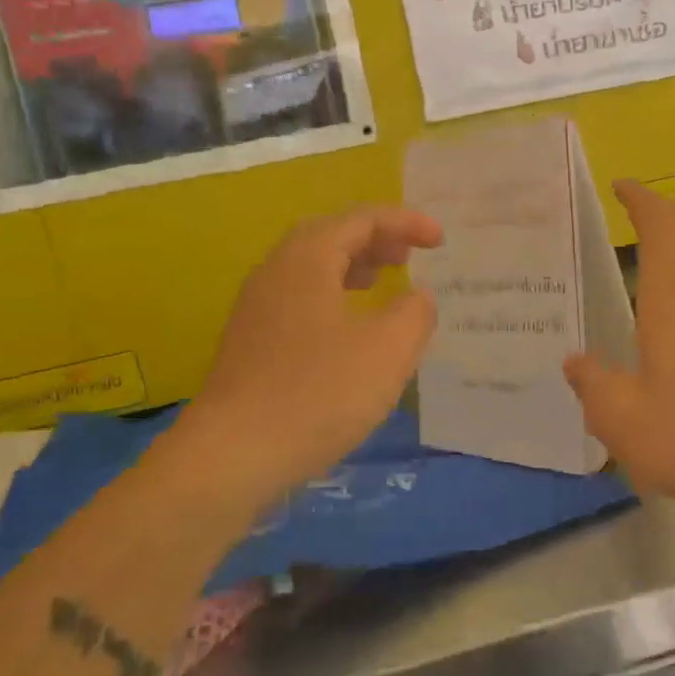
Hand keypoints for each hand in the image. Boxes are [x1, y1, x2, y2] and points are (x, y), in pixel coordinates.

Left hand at [192, 205, 442, 491]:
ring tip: (383, 281)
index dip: (405, 223)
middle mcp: (275, 273)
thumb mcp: (389, 350)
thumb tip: (417, 296)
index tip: (440, 240)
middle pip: (330, 236)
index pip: (361, 219)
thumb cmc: (319, 394)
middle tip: (409, 256)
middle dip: (375, 239)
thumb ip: (415, 312)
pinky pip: (300, 299)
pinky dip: (334, 296)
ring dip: (352, 266)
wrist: (233, 456)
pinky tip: (350, 330)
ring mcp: (257, 309)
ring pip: (311, 269)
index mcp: (307, 260)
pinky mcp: (251, 344)